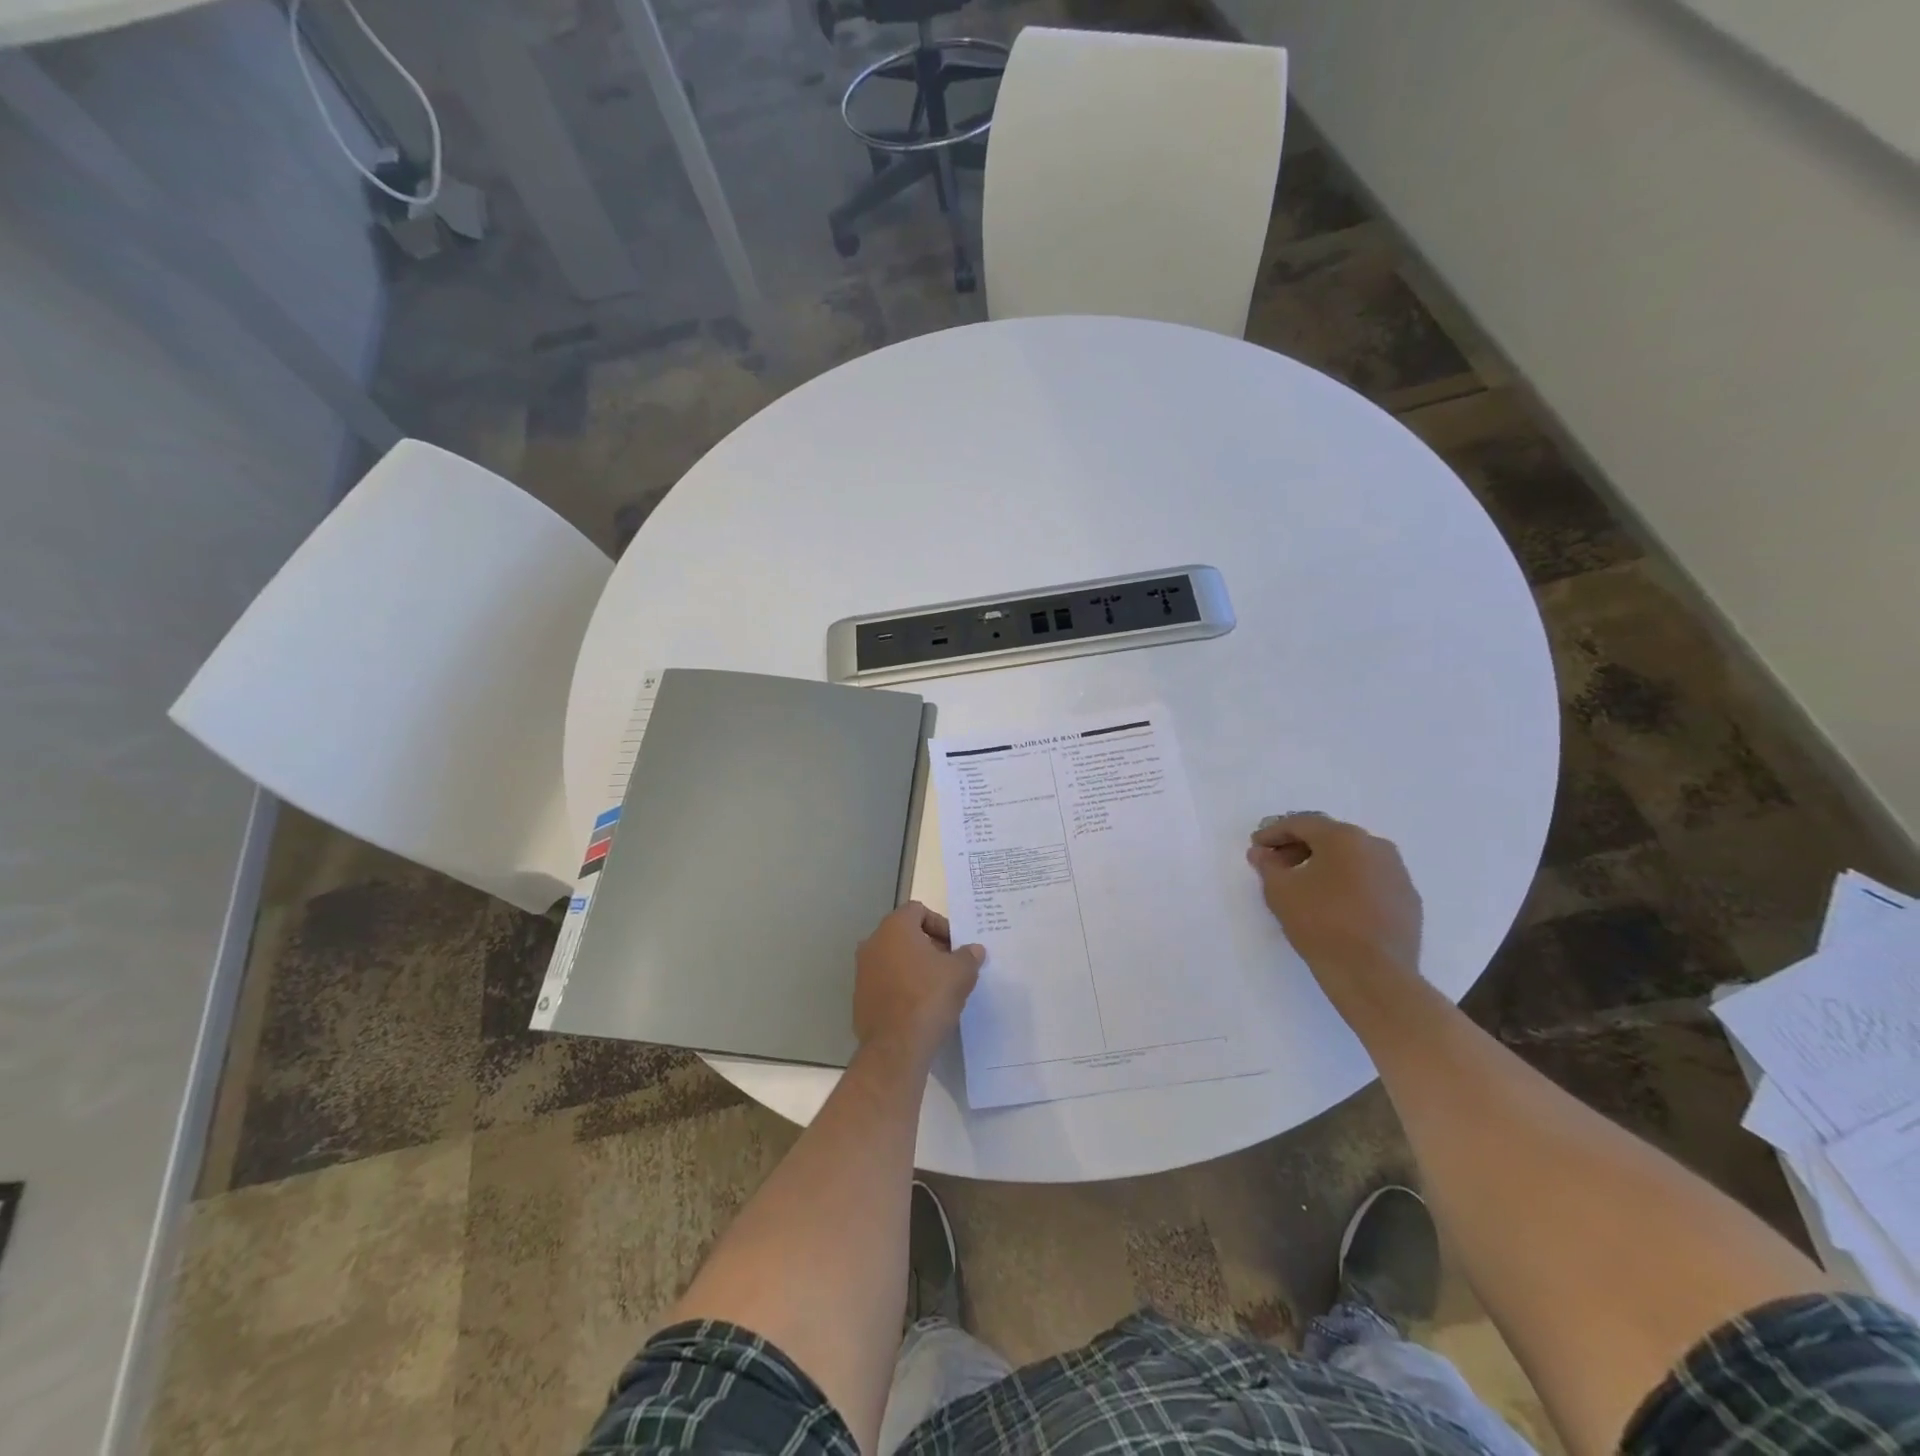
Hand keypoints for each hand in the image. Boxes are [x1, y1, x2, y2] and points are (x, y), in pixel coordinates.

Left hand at [854, 902, 982, 1065]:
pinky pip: (885, 982)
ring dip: (915, 966)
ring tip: (937, 987)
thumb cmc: (929, 997)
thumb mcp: (960, 973)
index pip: (918, 910)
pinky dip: (901, 986)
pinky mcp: (860, 997)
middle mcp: (873, 943)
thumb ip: (969, 956)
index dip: (940, 924)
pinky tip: (919, 1006)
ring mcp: (862, 971)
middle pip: (905, 934)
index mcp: (895, 928)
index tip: (955, 946)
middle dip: (929, 945)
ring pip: (894, 958)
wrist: (896, 1047)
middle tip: (950, 965)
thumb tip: (975, 950)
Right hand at [1246, 813, 1422, 995]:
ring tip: (1305, 884)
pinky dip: (1349, 882)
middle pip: (1330, 837)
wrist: (1374, 974)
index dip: (1273, 832)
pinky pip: (1371, 879)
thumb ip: (1267, 865)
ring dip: (1326, 864)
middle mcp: (1375, 846)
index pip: (1301, 823)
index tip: (1256, 846)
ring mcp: (1397, 872)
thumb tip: (1261, 852)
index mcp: (1344, 837)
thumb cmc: (1320, 923)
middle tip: (1277, 863)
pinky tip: (1335, 903)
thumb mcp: (1280, 891)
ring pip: (1354, 857)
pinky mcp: (1408, 899)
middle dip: (1300, 847)